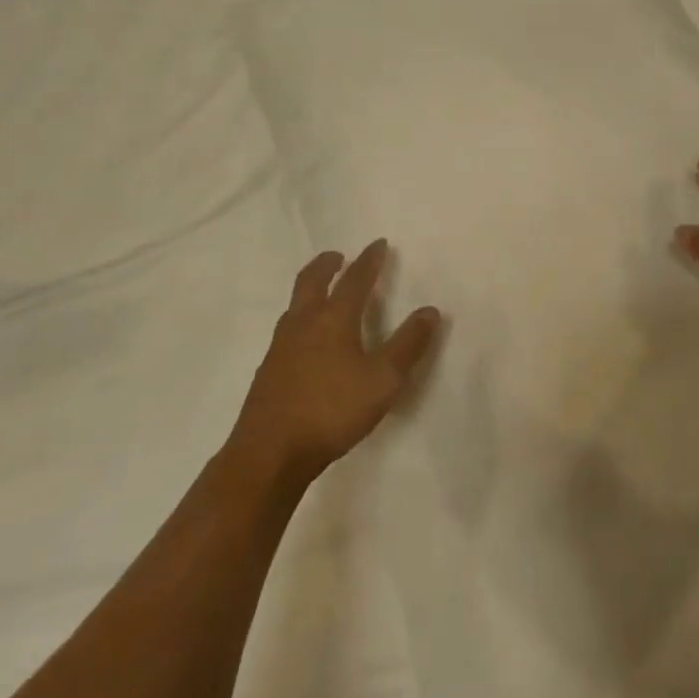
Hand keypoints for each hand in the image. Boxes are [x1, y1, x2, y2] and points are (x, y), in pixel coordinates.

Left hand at [228, 240, 439, 492]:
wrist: (269, 453)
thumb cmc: (332, 411)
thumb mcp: (383, 381)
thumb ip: (408, 345)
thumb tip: (430, 310)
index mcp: (333, 319)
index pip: (355, 279)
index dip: (369, 260)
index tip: (379, 244)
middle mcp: (303, 323)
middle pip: (313, 280)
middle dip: (328, 264)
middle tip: (339, 256)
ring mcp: (280, 346)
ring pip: (295, 304)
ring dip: (311, 289)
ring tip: (322, 293)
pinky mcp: (268, 369)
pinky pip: (287, 329)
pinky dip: (301, 318)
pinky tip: (306, 340)